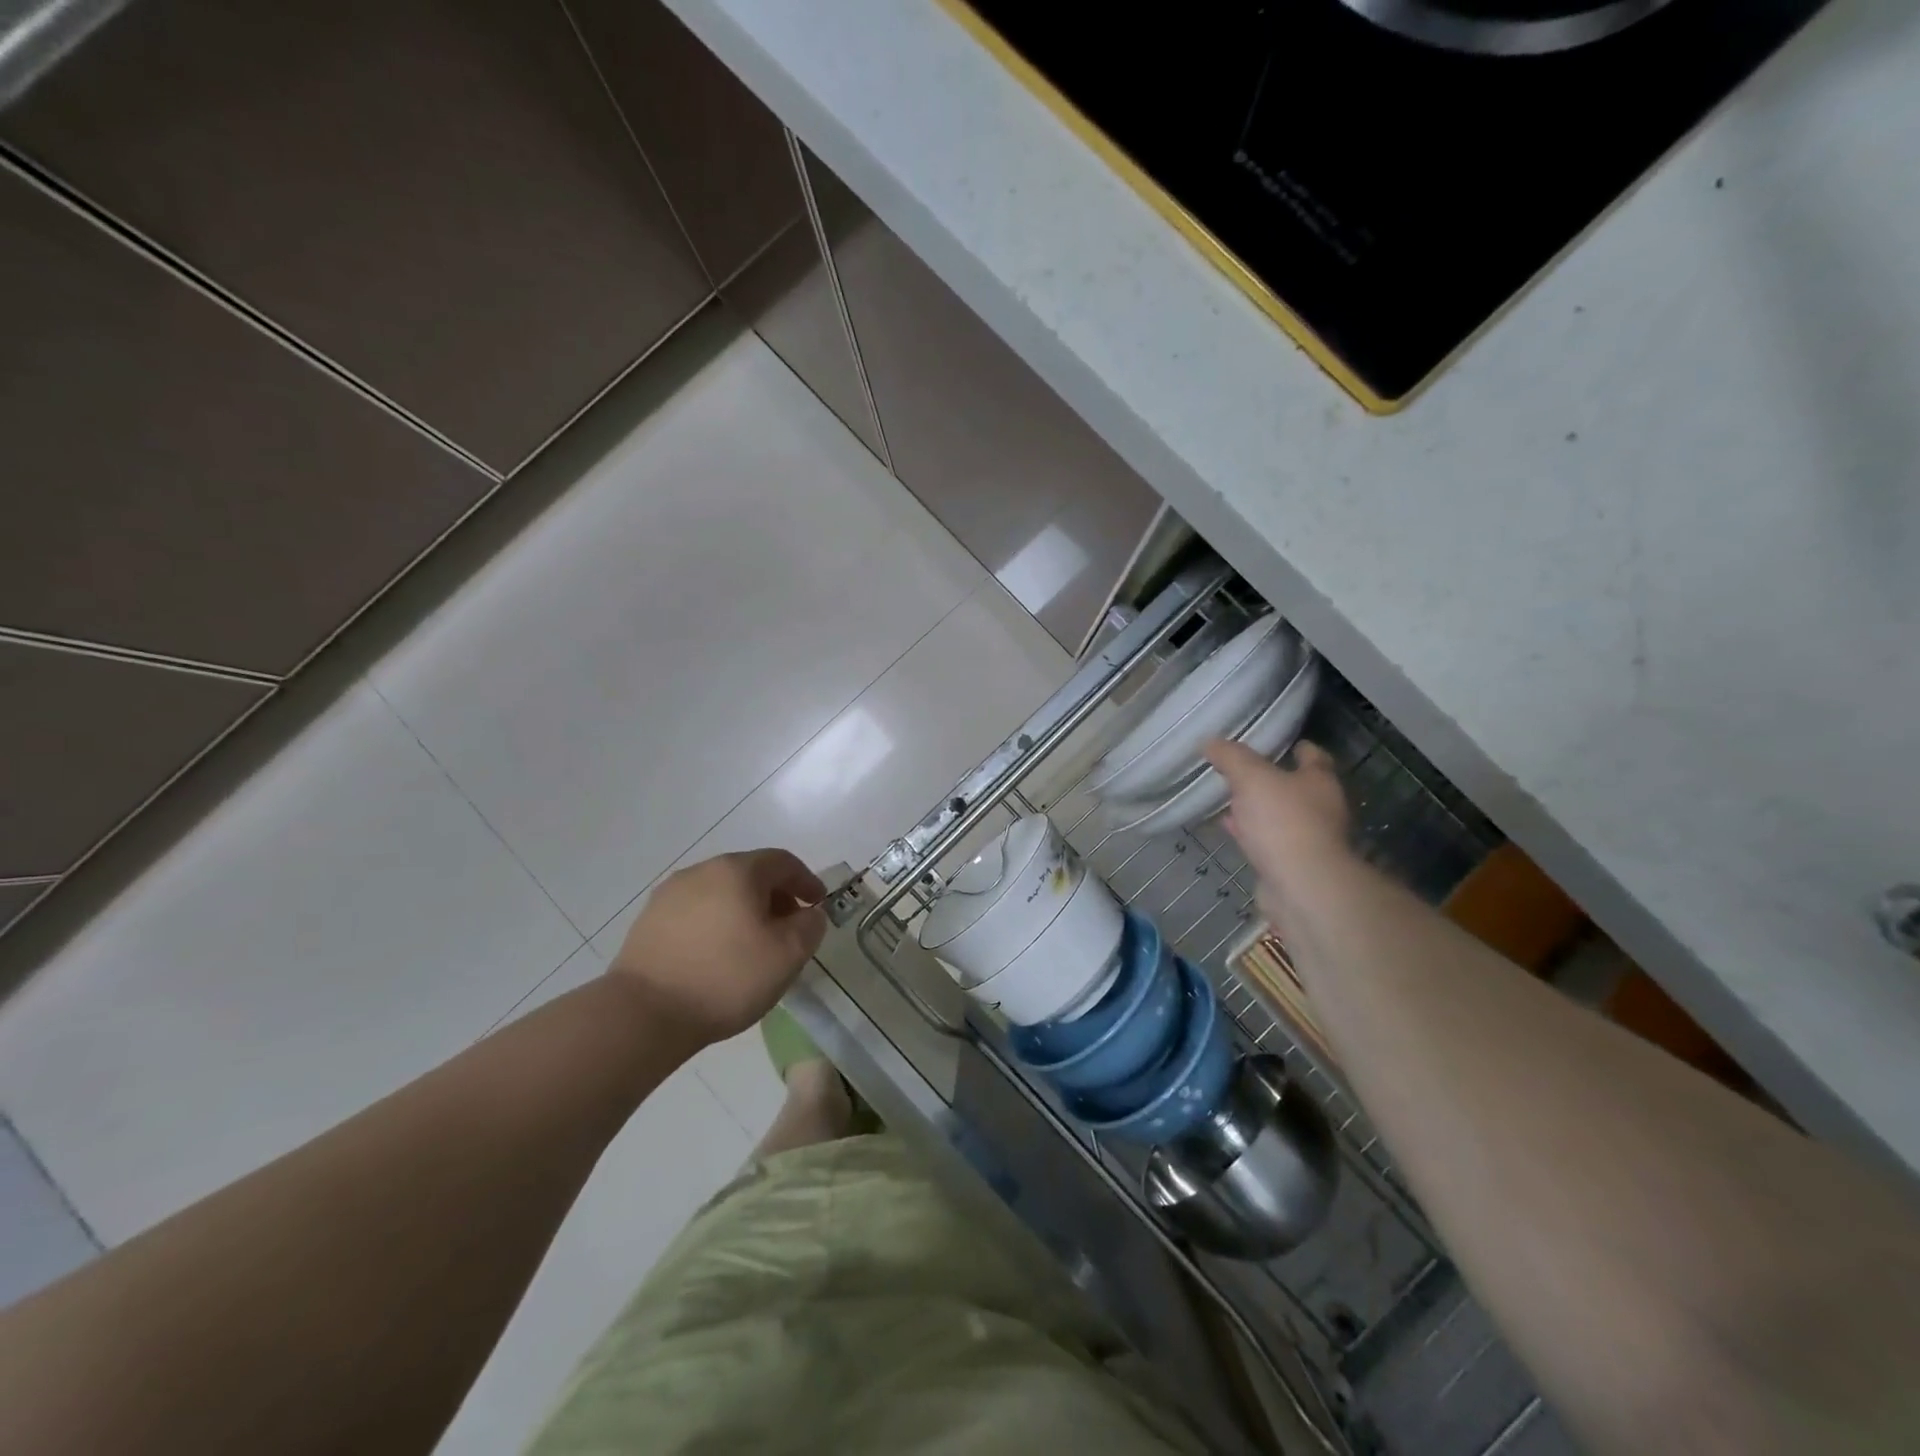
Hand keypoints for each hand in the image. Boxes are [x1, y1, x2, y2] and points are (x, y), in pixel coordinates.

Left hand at [609, 849, 827, 1044]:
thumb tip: (808, 914)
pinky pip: (695, 913)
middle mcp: (702, 871)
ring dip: (744, 911)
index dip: (806, 881)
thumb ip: (810, 926)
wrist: (644, 1014)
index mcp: (738, 870)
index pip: (782, 862)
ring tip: (752, 946)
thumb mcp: (788, 955)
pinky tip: (717, 957)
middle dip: (775, 897)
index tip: (817, 906)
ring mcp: (669, 895)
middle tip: (788, 928)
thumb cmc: (727, 977)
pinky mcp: (648, 922)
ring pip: (721, 893)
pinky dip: (716, 925)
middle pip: (750, 874)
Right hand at [1205, 739, 1351, 923]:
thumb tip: (1211, 742)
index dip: (1296, 747)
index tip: (1274, 741)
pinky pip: (1267, 841)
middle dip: (1270, 779)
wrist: (1300, 886)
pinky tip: (1228, 828)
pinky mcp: (1292, 865)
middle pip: (1295, 787)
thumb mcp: (1251, 778)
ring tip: (1228, 798)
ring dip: (1257, 809)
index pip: (1314, 756)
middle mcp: (1321, 808)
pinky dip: (1250, 833)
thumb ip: (1231, 757)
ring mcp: (1308, 839)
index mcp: (1320, 782)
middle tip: (1241, 770)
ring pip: (1279, 816)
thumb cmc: (1283, 822)